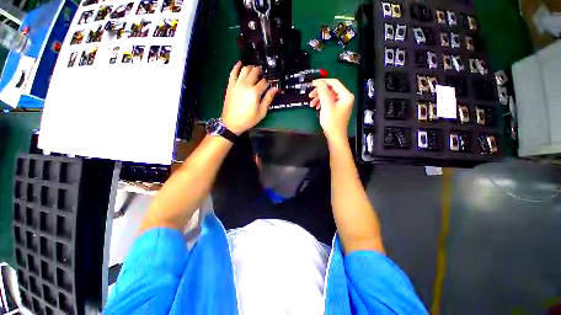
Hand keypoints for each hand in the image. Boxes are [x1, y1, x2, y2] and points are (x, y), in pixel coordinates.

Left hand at [221, 62, 277, 134]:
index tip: (272, 83)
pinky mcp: (230, 85)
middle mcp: (246, 84)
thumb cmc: (248, 119)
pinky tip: (240, 63)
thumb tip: (275, 89)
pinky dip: (237, 66)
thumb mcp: (261, 112)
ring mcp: (237, 83)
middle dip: (261, 72)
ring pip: (245, 69)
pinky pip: (233, 72)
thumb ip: (268, 99)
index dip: (270, 81)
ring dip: (251, 67)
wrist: (232, 123)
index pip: (264, 81)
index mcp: (255, 92)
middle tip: (264, 75)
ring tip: (255, 70)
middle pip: (255, 72)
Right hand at [309, 79, 353, 141]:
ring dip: (319, 98)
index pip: (334, 82)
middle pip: (331, 89)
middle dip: (319, 92)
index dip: (323, 82)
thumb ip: (323, 92)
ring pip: (328, 96)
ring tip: (311, 103)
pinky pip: (329, 102)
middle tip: (310, 95)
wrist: (335, 137)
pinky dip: (322, 103)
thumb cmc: (332, 122)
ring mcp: (341, 103)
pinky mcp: (337, 108)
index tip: (312, 83)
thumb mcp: (327, 106)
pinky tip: (316, 107)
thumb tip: (319, 83)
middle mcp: (345, 98)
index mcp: (346, 95)